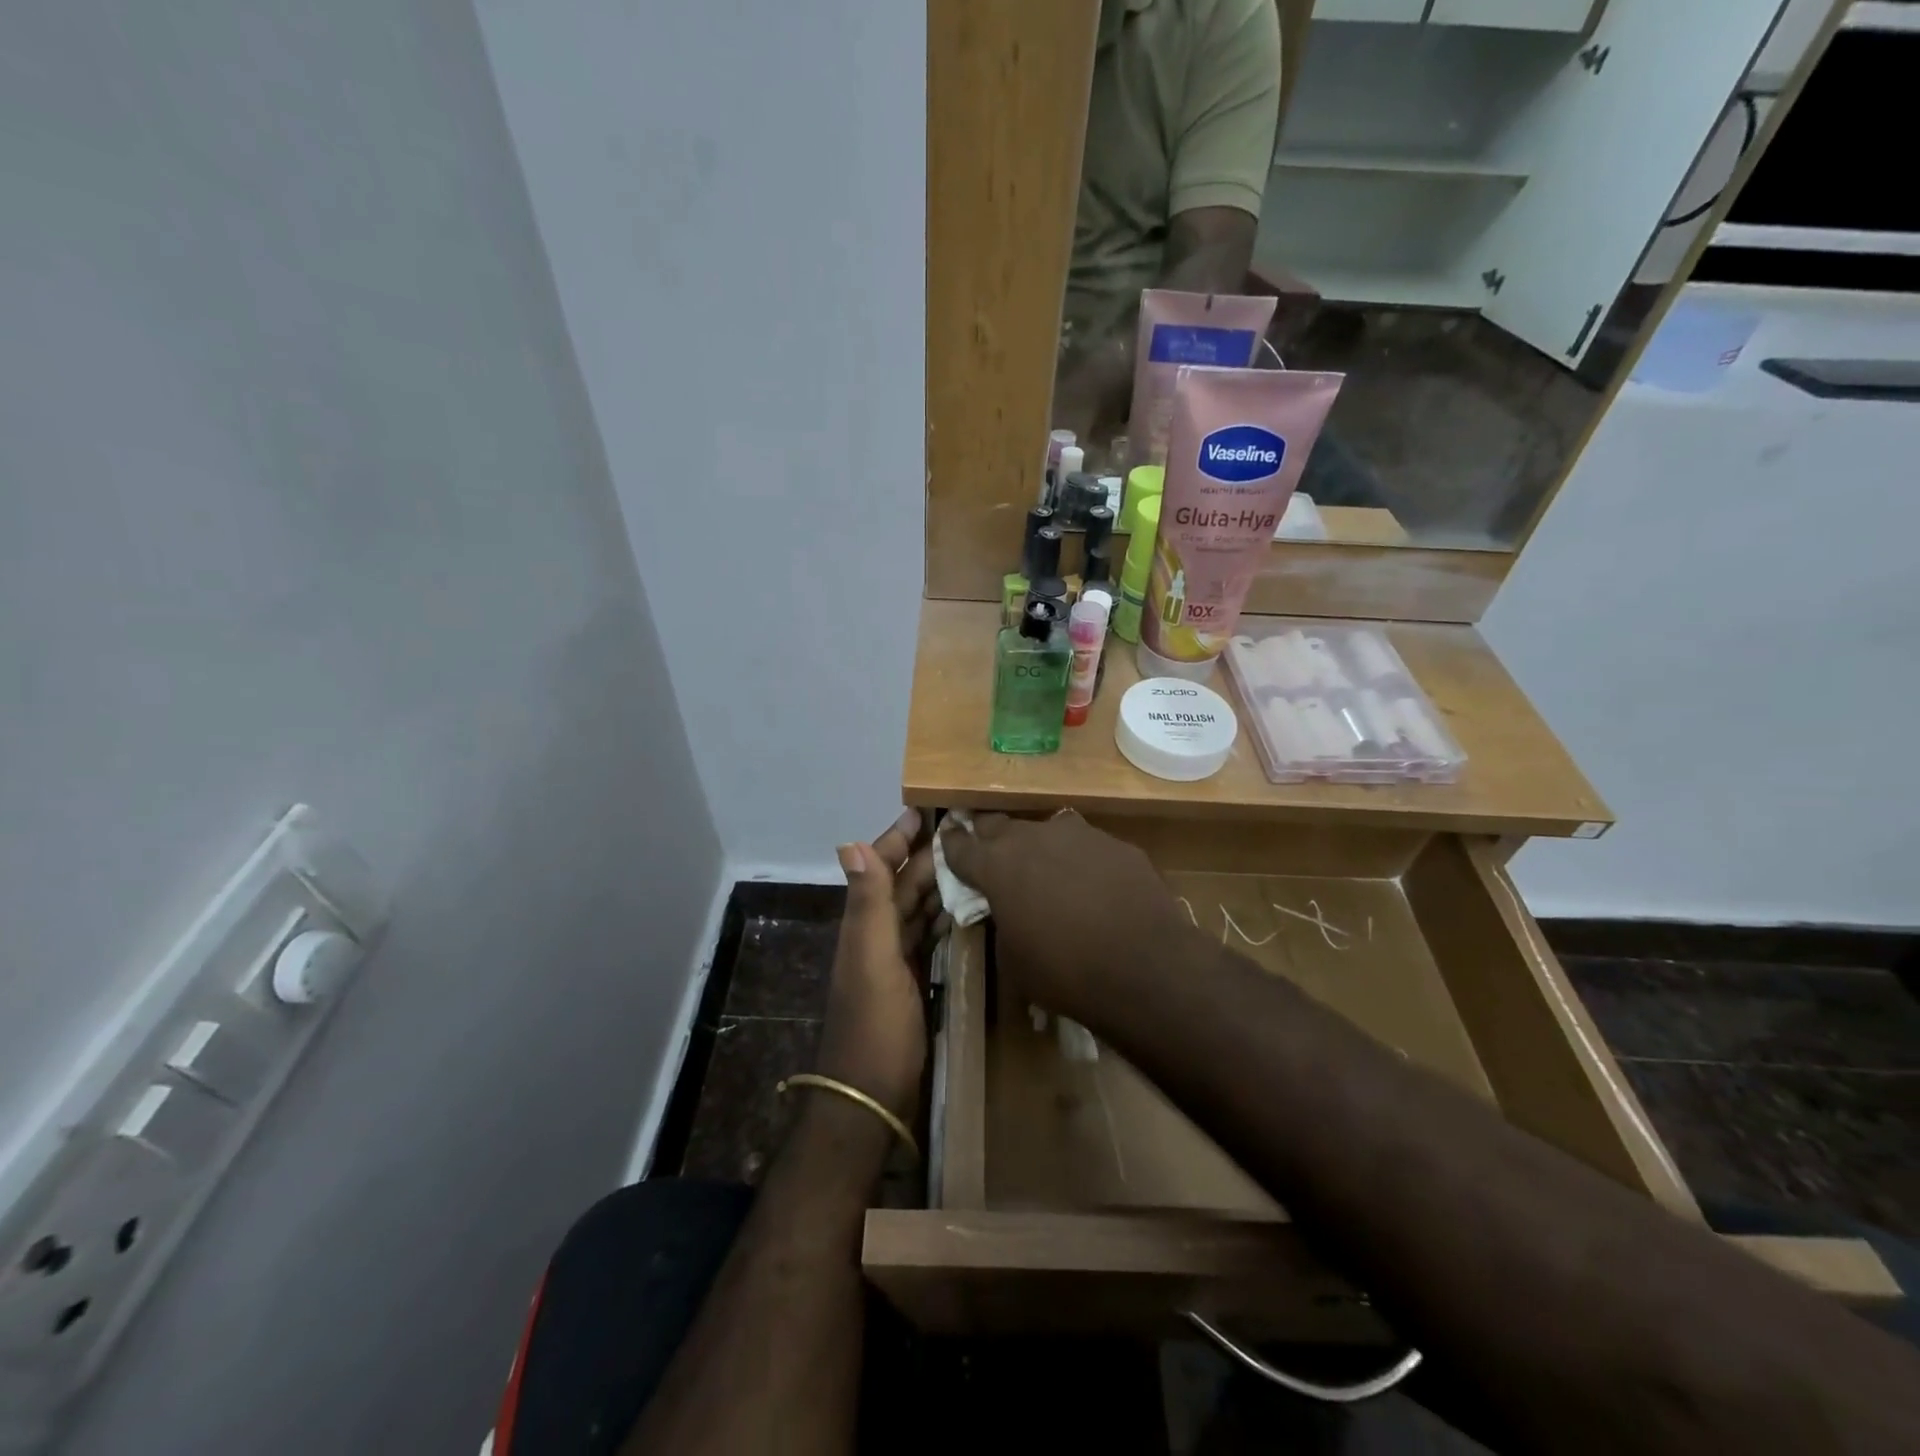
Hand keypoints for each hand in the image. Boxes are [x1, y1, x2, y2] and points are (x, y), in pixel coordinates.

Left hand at [814, 810, 940, 1120]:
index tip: (926, 808)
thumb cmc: (874, 1025)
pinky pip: (930, 937)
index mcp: (865, 923)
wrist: (871, 1097)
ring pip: (917, 908)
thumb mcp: (872, 960)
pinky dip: (945, 917)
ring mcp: (894, 960)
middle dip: (926, 853)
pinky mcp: (913, 981)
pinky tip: (966, 909)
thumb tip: (851, 842)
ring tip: (973, 859)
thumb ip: (867, 903)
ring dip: (938, 882)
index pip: (881, 866)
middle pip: (903, 884)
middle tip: (964, 828)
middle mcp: (877, 934)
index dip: (898, 837)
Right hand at [942, 812, 1190, 1018]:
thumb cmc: (1065, 971)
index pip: (959, 846)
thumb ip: (1003, 921)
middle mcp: (1032, 837)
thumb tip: (1009, 909)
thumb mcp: (1014, 959)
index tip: (948, 843)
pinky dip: (1080, 861)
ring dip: (1038, 848)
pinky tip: (1094, 887)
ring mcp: (1078, 835)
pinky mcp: (1115, 843)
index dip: (951, 845)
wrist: (1146, 967)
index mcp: (997, 865)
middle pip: (998, 825)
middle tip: (992, 857)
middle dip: (990, 839)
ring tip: (1048, 873)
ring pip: (1045, 831)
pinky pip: (1086, 846)